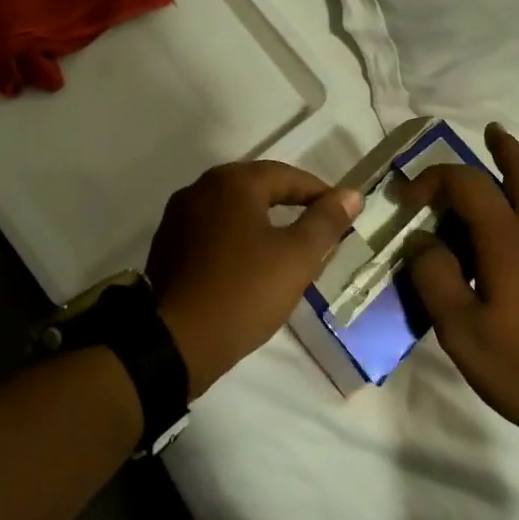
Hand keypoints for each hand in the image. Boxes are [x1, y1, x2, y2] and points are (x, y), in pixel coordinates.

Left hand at [146, 161, 361, 397]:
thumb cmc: (243, 292)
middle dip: (291, 206)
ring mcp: (178, 217)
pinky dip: (237, 240)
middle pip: (258, 188)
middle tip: (318, 232)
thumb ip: (325, 221)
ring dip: (263, 224)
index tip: (342, 215)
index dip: (319, 194)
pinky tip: (249, 267)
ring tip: (288, 252)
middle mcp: (201, 188)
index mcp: (232, 182)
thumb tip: (351, 193)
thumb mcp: (296, 257)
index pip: (287, 176)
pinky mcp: (167, 245)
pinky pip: (213, 231)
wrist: (174, 343)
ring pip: (234, 211)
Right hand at [401, 125, 518, 435]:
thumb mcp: (461, 329)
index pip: (466, 183)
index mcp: (508, 239)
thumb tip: (420, 241)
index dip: (431, 181)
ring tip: (488, 182)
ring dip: (514, 178)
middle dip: (506, 149)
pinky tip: (499, 244)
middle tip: (490, 131)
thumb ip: (434, 277)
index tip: (404, 200)